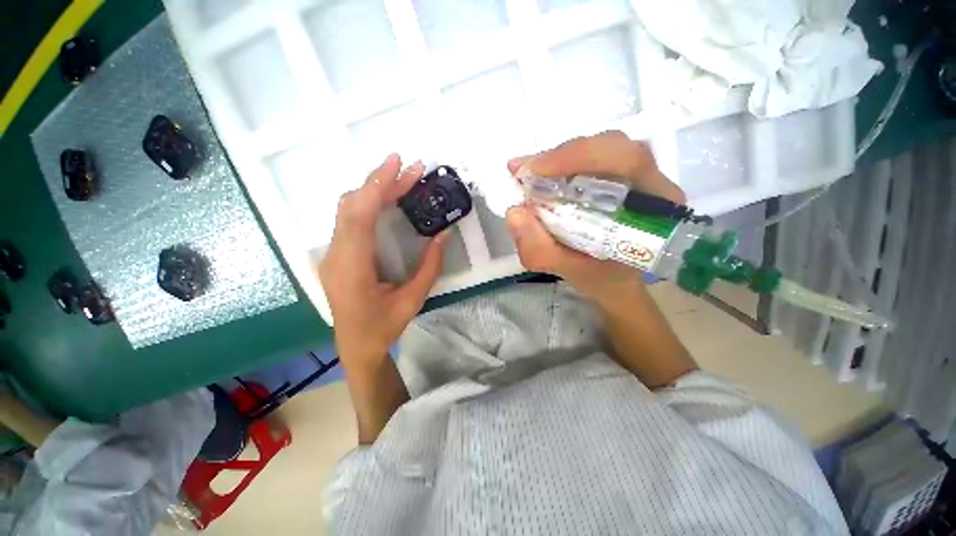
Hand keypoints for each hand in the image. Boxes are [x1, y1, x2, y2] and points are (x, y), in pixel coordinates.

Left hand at [320, 154, 447, 364]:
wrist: (355, 346)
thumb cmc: (384, 326)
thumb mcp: (414, 299)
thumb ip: (430, 266)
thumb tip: (444, 234)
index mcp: (352, 268)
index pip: (359, 216)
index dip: (376, 185)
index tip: (398, 163)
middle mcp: (336, 255)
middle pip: (352, 206)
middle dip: (380, 182)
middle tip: (410, 168)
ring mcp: (332, 254)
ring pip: (348, 210)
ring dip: (374, 190)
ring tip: (403, 180)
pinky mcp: (337, 254)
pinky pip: (350, 220)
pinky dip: (369, 203)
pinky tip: (388, 199)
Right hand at [505, 131, 685, 305]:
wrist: (616, 280)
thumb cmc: (601, 278)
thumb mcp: (569, 271)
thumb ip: (541, 250)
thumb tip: (514, 212)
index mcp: (656, 207)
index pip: (626, 159)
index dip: (577, 157)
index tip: (533, 171)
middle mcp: (653, 182)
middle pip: (612, 146)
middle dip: (563, 155)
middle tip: (525, 172)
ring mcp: (638, 175)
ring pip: (600, 147)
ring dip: (561, 158)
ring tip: (530, 174)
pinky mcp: (621, 176)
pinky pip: (592, 157)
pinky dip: (562, 162)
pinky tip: (542, 175)